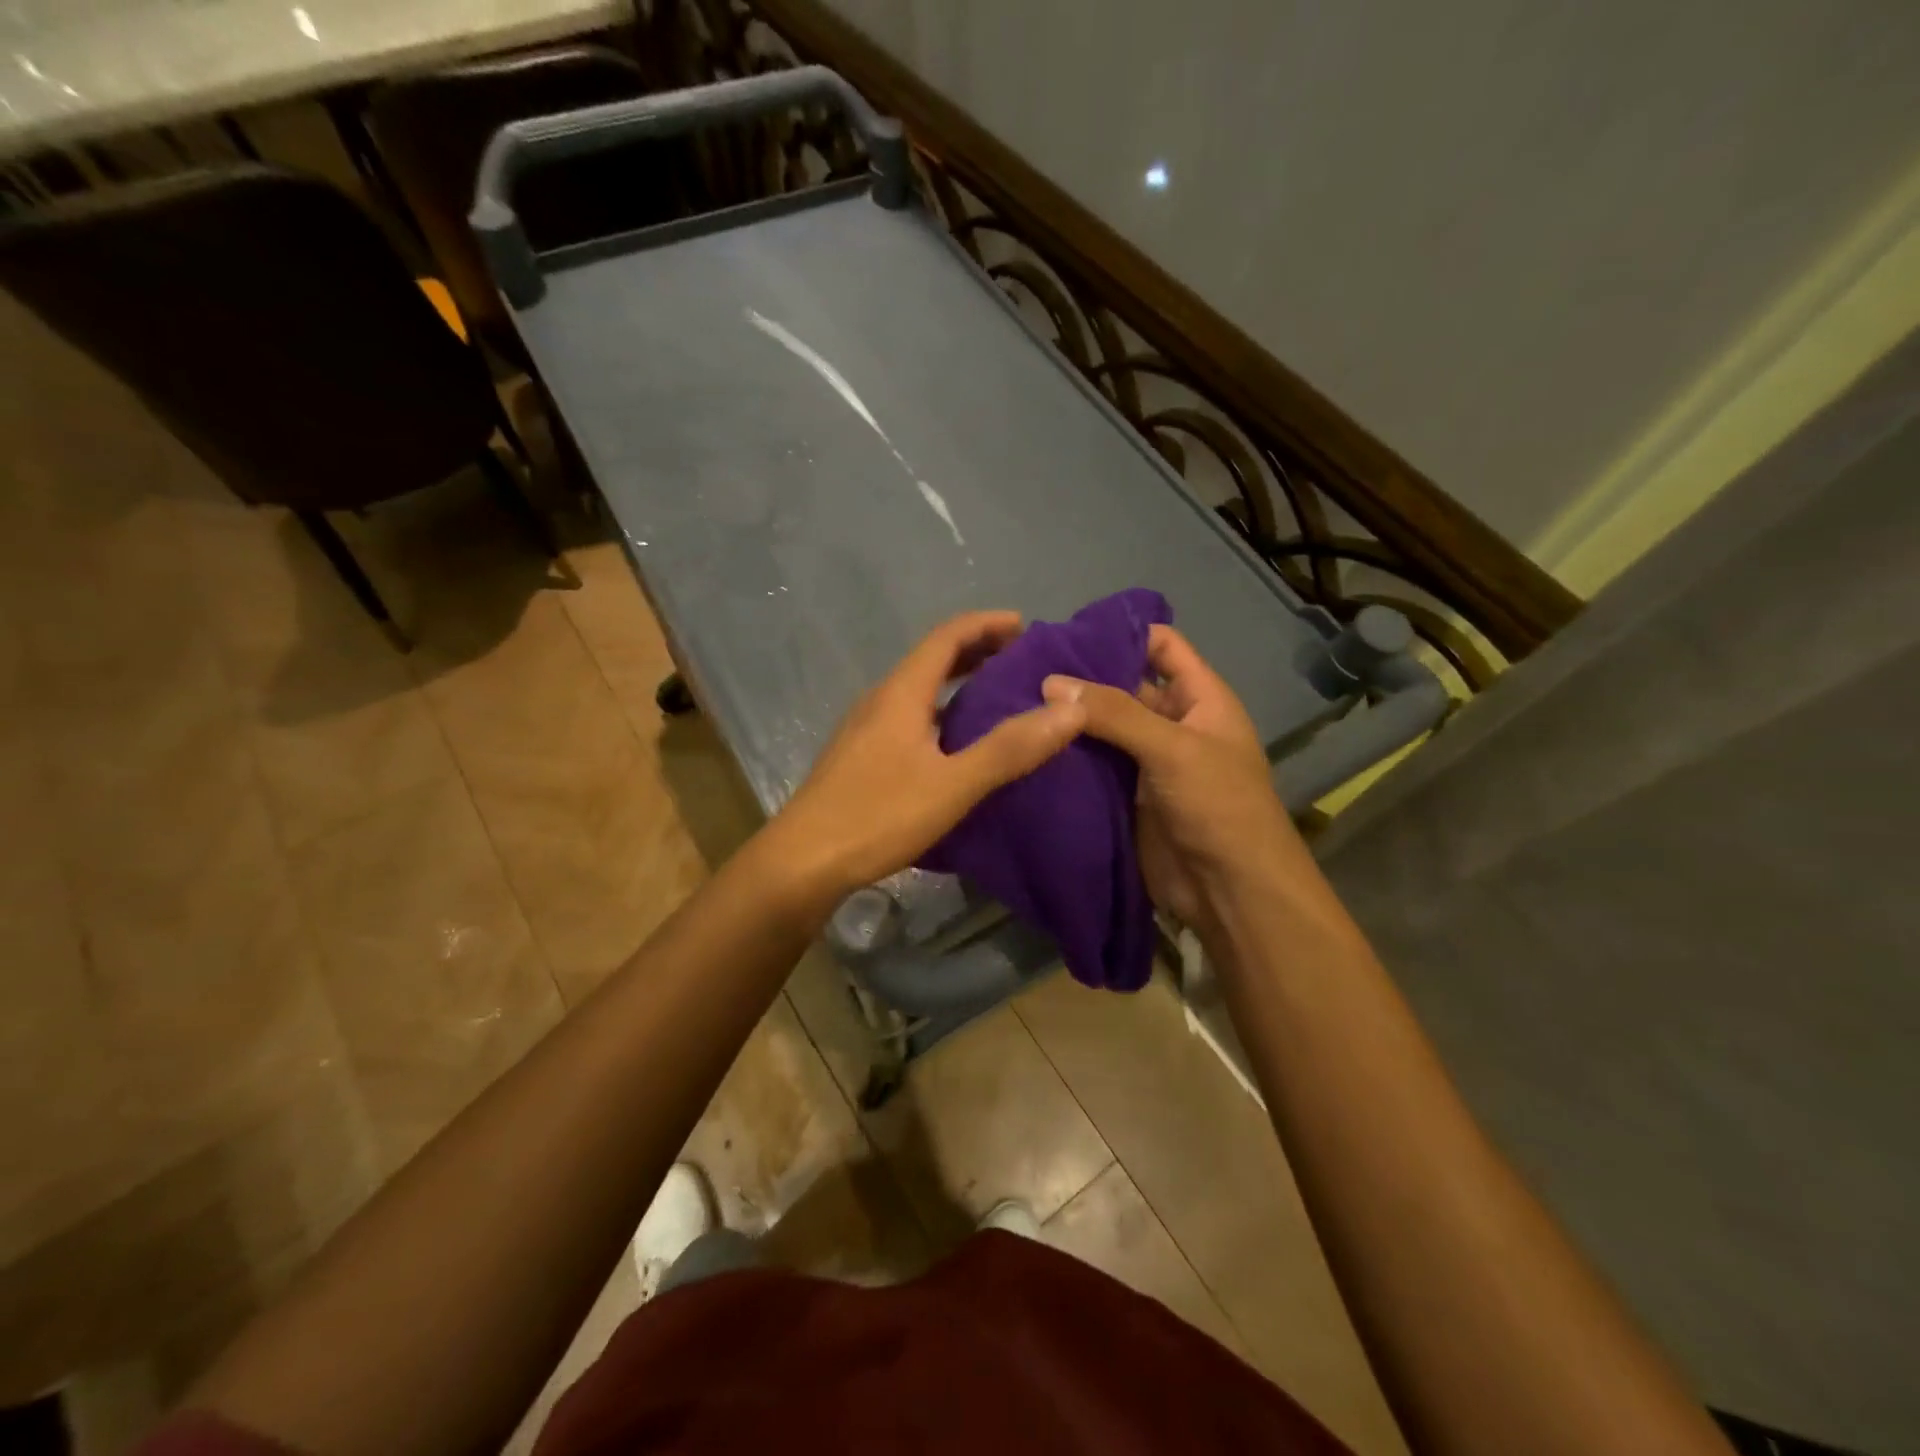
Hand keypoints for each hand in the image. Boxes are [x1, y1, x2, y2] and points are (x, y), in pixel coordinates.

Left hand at [768, 611, 1086, 906]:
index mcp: (901, 693)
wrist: (801, 862)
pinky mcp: (860, 757)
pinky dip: (941, 714)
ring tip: (998, 698)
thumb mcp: (952, 784)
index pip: (947, 636)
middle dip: (977, 651)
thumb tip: (1072, 708)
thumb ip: (1010, 748)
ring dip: (958, 684)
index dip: (987, 624)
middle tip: (1021, 660)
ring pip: (919, 691)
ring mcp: (865, 729)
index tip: (1026, 626)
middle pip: (932, 660)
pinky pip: (909, 718)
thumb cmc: (877, 816)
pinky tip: (956, 745)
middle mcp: (880, 700)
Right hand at [1041, 625, 1306, 927]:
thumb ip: (1115, 712)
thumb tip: (1050, 682)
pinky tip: (1028, 745)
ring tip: (1014, 702)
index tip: (1066, 632)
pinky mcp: (1125, 797)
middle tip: (1023, 669)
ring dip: (1069, 720)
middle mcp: (1172, 724)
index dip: (1122, 633)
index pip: (1162, 647)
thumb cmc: (1218, 806)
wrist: (1230, 891)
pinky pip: (1093, 767)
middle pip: (1125, 686)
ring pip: (1103, 729)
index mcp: (1200, 699)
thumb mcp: (1173, 748)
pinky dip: (1067, 757)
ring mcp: (1147, 762)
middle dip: (1083, 678)